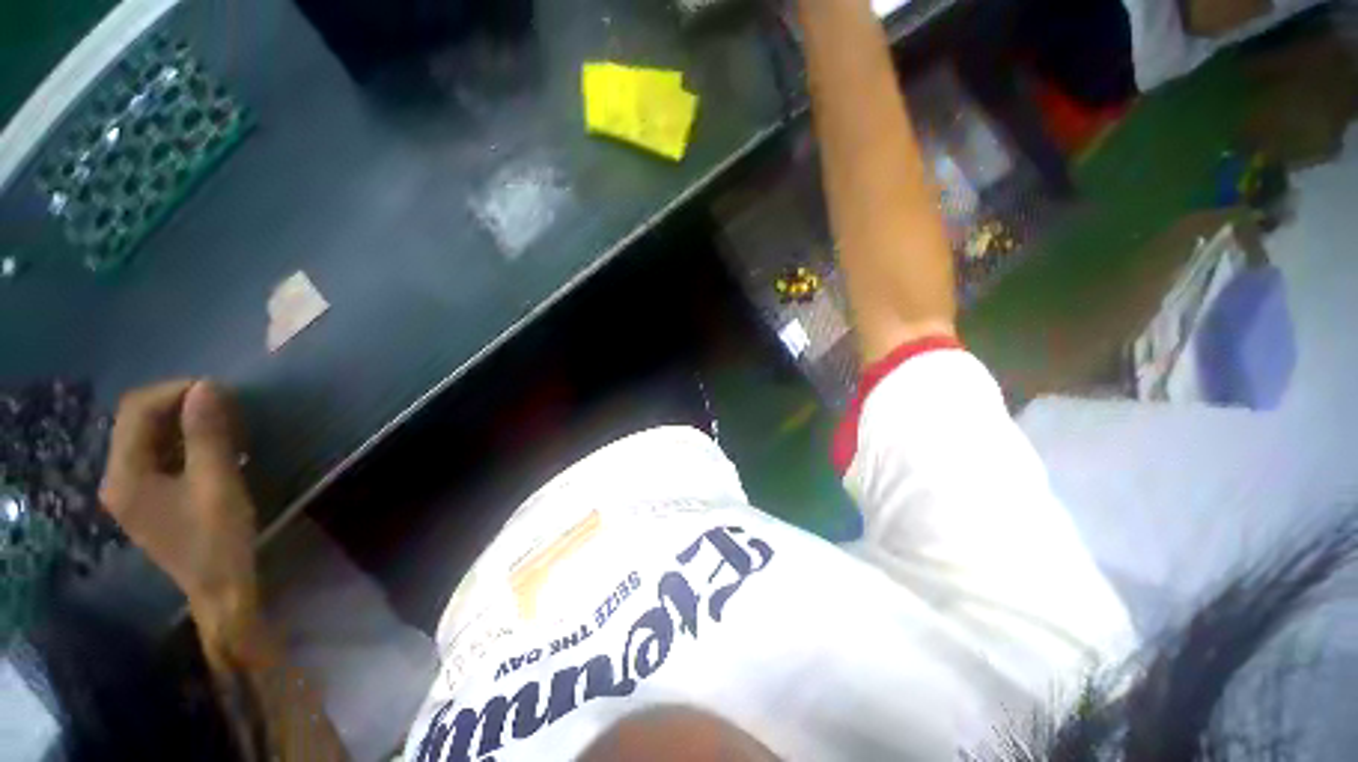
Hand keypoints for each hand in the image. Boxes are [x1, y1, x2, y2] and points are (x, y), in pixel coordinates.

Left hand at [99, 380, 258, 627]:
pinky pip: (156, 453)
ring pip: (147, 435)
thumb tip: (207, 385)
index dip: (175, 391)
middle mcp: (116, 477)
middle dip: (179, 404)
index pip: (137, 411)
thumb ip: (208, 435)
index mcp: (125, 475)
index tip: (220, 391)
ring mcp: (128, 489)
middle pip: (137, 421)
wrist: (220, 589)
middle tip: (224, 405)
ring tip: (222, 422)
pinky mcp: (146, 497)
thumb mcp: (218, 484)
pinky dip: (182, 440)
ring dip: (182, 421)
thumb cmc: (218, 538)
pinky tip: (210, 445)